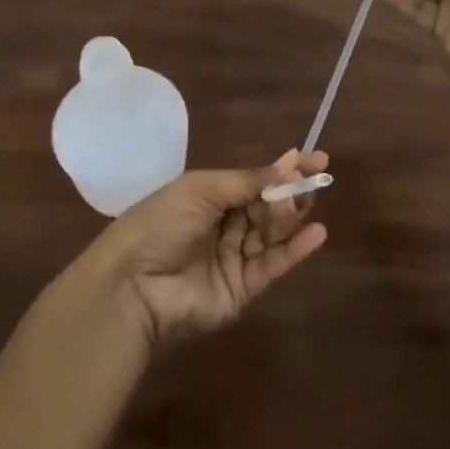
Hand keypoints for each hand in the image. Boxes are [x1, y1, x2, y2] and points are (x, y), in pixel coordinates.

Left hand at [94, 149, 329, 347]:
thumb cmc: (161, 222)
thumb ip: (247, 181)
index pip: (256, 181)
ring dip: (291, 215)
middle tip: (315, 177)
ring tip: (305, 199)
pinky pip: (272, 266)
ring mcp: (234, 259)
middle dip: (290, 191)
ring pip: (272, 233)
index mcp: (211, 197)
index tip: (315, 158)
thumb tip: (289, 165)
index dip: (284, 170)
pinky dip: (295, 250)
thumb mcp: (202, 188)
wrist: (133, 283)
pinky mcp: (242, 290)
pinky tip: (316, 233)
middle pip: (267, 207)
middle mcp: (225, 226)